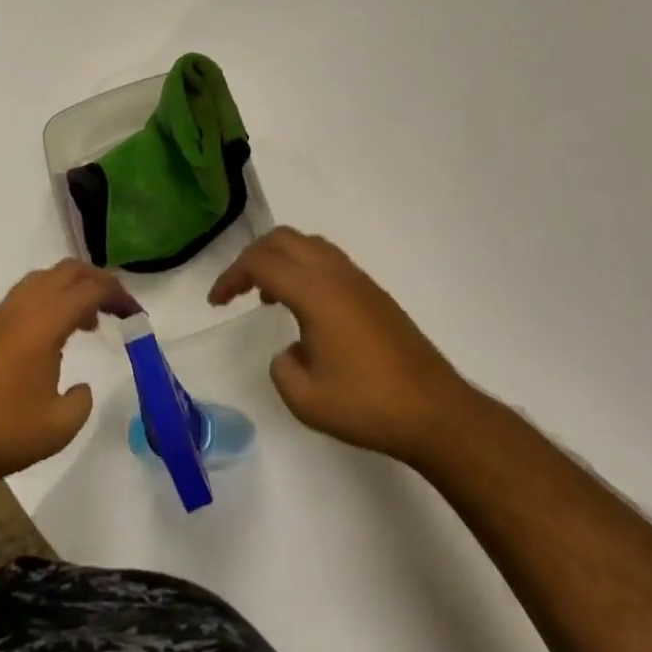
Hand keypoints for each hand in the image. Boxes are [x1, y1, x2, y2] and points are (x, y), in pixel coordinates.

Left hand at [0, 260, 135, 490]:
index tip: (138, 316)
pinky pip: (28, 295)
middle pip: (68, 271)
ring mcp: (1, 314)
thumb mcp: (58, 427)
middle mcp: (24, 306)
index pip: (91, 290)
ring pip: (45, 278)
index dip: (120, 297)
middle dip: (98, 281)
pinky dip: (51, 300)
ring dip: (72, 288)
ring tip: (89, 320)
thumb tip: (80, 386)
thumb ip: (81, 401)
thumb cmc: (0, 431)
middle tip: (119, 307)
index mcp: (45, 321)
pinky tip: (55, 334)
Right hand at [210, 228, 472, 464]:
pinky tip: (304, 308)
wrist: (435, 411)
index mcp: (315, 292)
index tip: (216, 302)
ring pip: (308, 245)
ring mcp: (359, 280)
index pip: (262, 263)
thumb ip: (282, 367)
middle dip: (252, 258)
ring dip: (280, 260)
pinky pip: (328, 261)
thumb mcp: (305, 399)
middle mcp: (336, 274)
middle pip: (283, 239)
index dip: (231, 276)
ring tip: (267, 297)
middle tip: (236, 290)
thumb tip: (291, 351)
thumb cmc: (367, 405)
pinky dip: (303, 269)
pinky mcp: (374, 293)